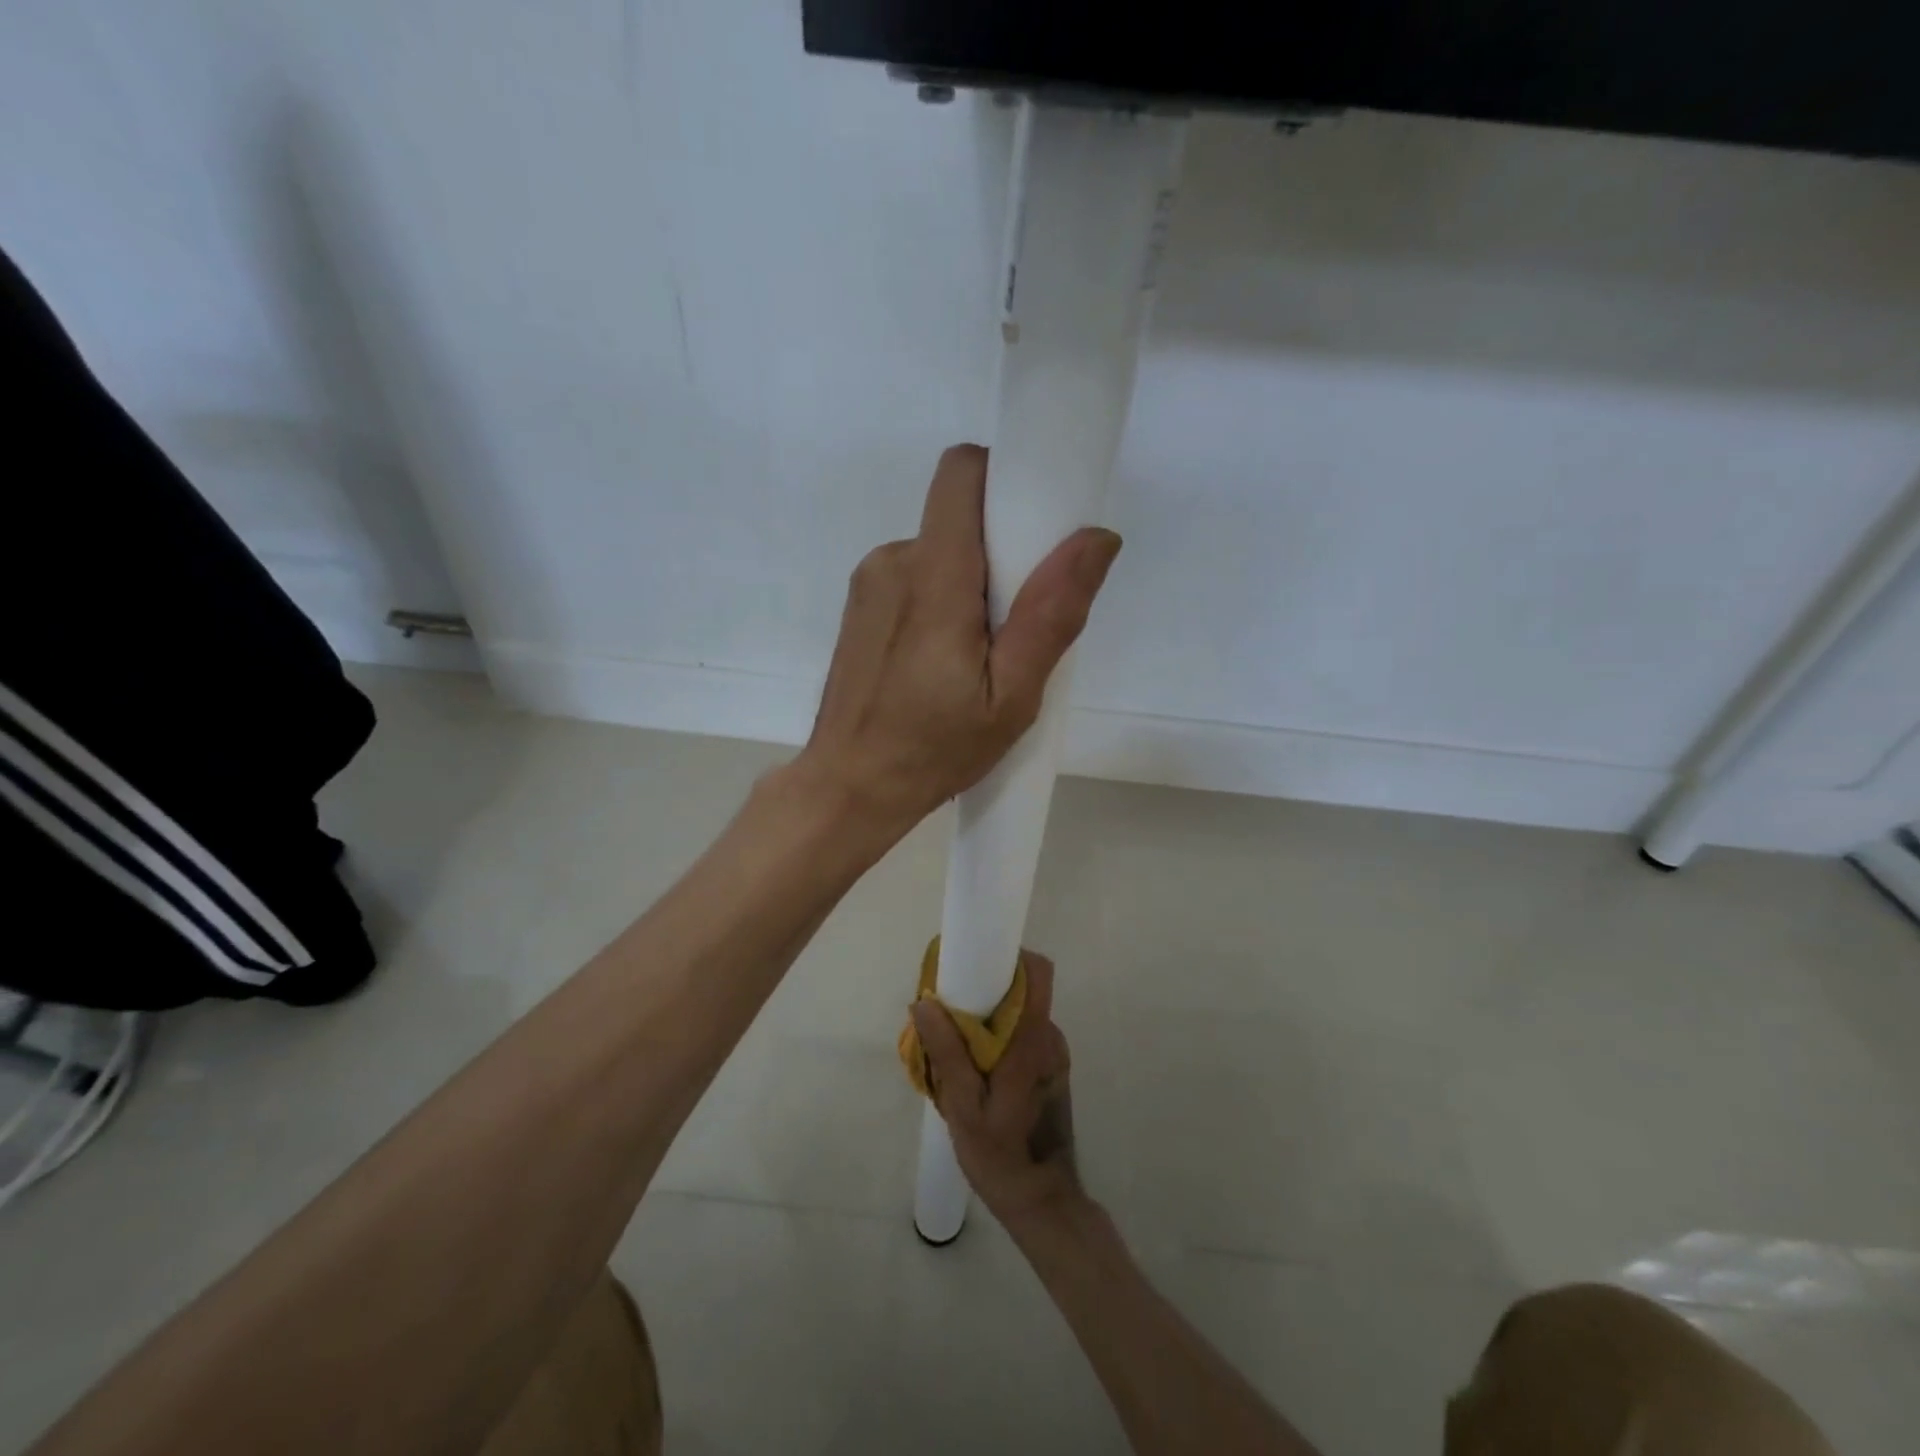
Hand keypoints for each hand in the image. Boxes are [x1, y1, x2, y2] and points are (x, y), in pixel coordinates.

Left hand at [799, 444, 1121, 834]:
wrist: (849, 787)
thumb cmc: (933, 749)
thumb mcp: (1011, 697)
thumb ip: (1052, 614)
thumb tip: (1096, 537)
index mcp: (933, 576)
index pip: (962, 473)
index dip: (1003, 480)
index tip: (1035, 528)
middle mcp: (893, 561)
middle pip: (960, 518)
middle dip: (999, 553)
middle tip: (1014, 627)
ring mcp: (870, 583)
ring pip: (941, 552)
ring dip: (971, 586)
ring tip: (977, 659)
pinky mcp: (861, 606)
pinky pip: (916, 577)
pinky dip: (942, 601)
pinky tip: (942, 663)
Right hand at [911, 951, 1083, 1228]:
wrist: (1042, 1201)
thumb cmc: (1001, 1154)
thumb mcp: (964, 1106)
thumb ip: (947, 1051)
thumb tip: (924, 1000)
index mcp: (1034, 1038)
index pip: (1038, 972)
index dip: (1009, 958)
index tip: (972, 966)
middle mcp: (1050, 1037)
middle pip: (1022, 991)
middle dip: (985, 993)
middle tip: (947, 1016)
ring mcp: (1053, 1054)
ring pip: (1020, 1015)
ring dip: (989, 1021)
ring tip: (954, 1049)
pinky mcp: (1050, 1069)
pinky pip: (1023, 1036)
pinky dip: (999, 1041)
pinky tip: (974, 1072)